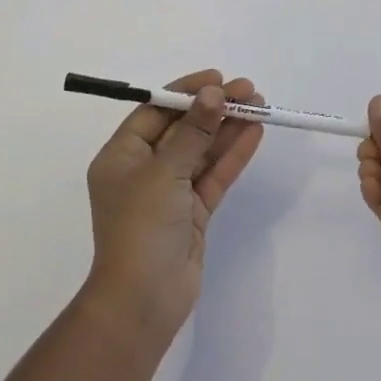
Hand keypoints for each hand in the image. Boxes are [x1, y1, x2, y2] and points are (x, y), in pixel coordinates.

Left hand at [83, 70, 263, 340]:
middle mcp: (144, 170)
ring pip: (202, 151)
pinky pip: (213, 175)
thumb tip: (213, 93)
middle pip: (183, 129)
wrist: (143, 301)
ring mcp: (169, 192)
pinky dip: (233, 155)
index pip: (155, 112)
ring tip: (259, 104)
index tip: (217, 79)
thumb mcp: (164, 172)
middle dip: (214, 108)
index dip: (185, 92)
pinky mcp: (192, 212)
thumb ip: (193, 131)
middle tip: (248, 90)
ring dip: (228, 128)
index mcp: (122, 156)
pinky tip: (254, 133)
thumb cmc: (141, 227)